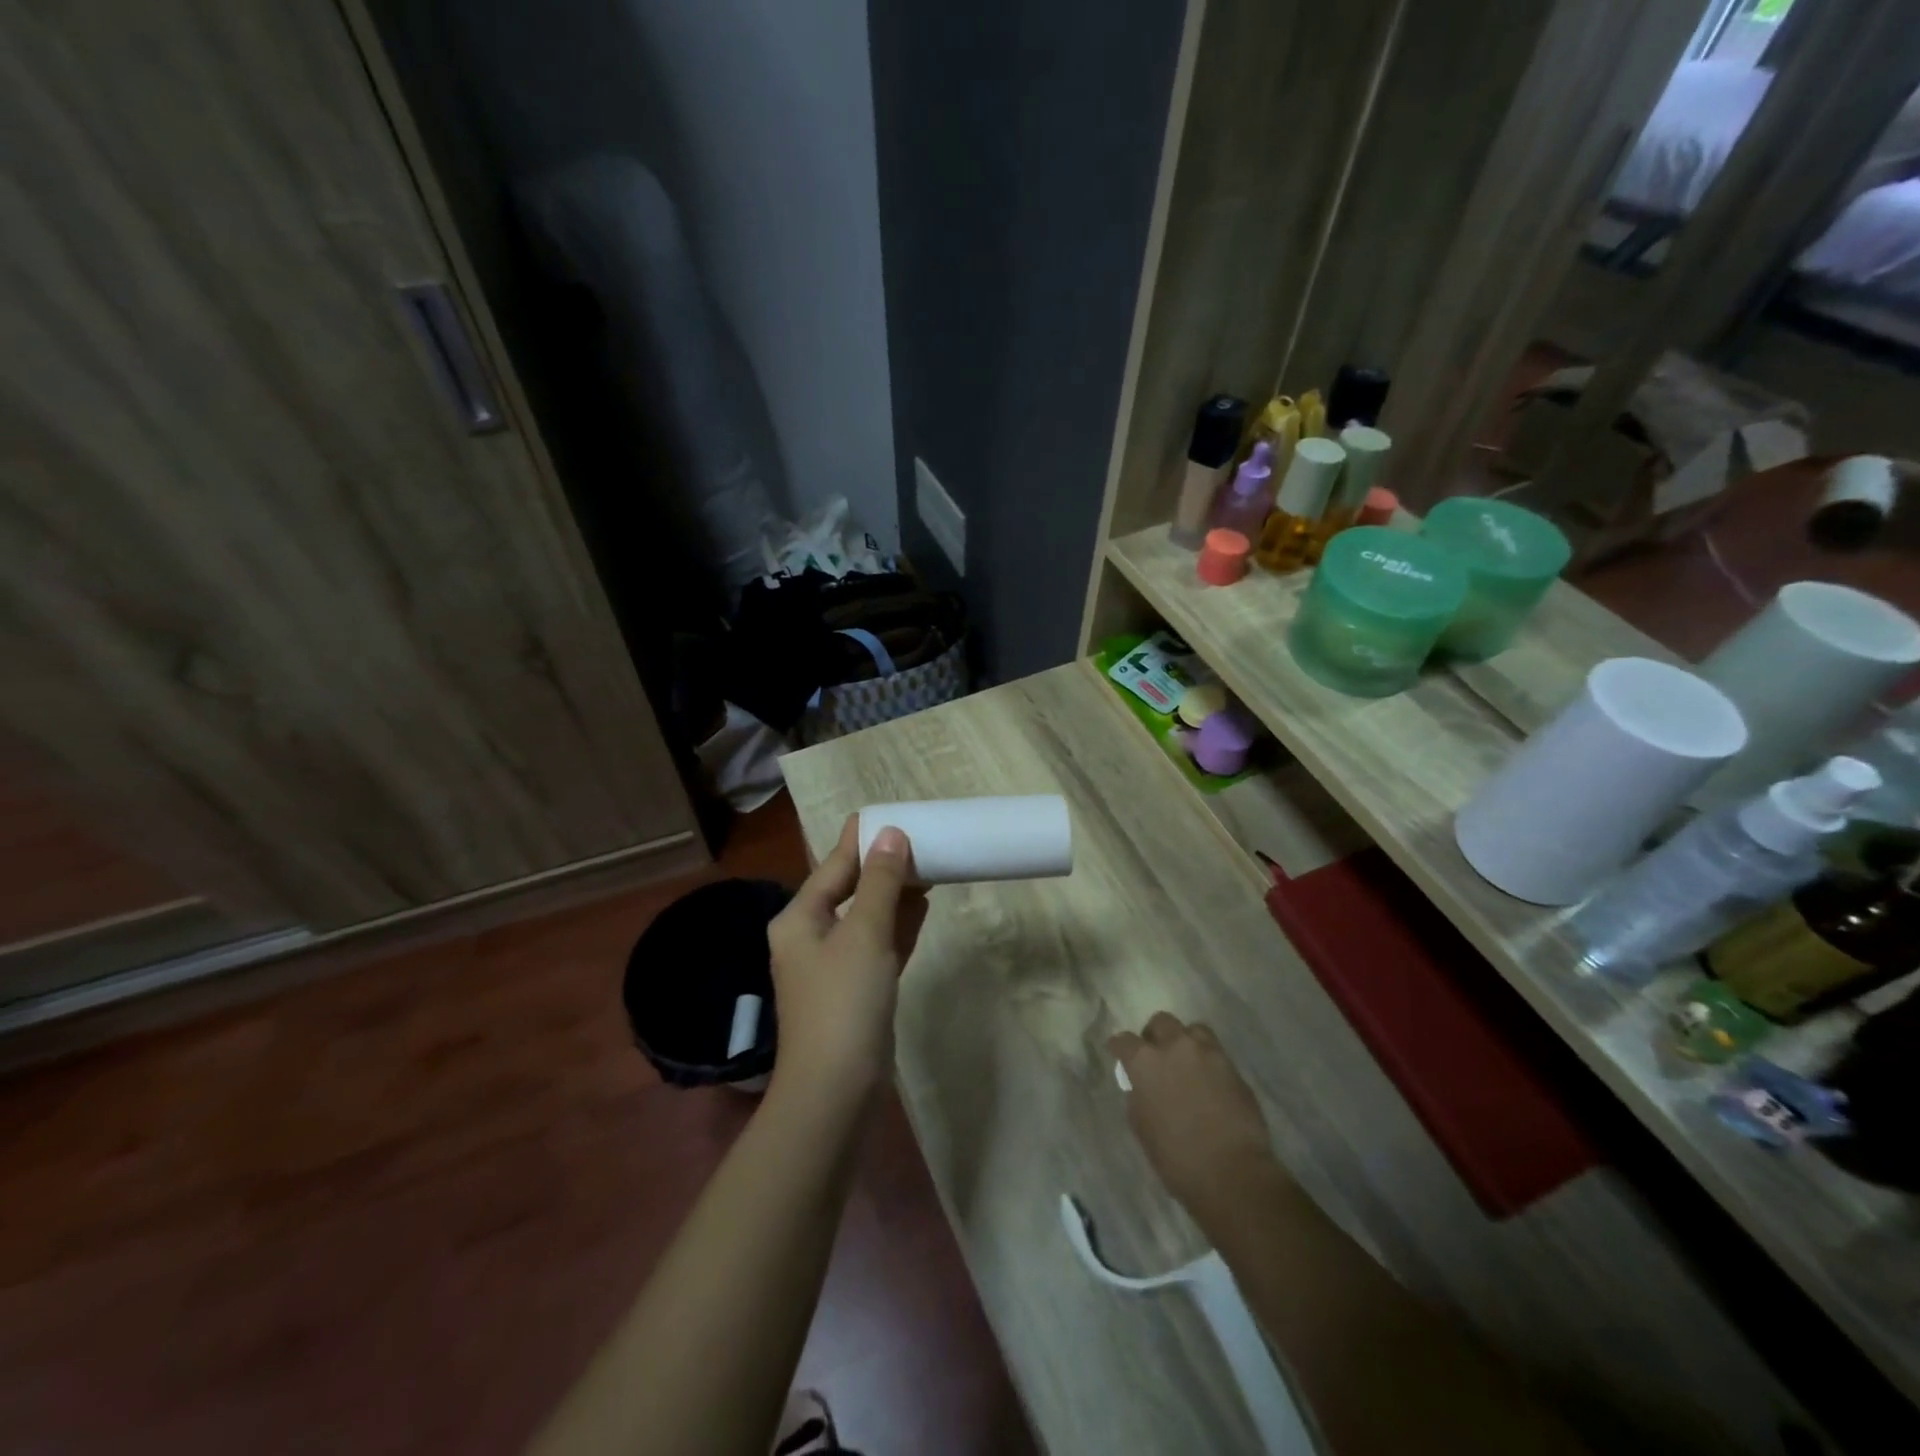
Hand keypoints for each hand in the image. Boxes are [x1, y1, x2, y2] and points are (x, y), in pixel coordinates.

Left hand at [768, 816, 928, 1103]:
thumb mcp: (864, 934)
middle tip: (920, 838)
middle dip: (884, 866)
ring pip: (868, 917)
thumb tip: (891, 833)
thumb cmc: (843, 1003)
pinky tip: (922, 907)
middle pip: (850, 889)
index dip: (861, 839)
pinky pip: (879, 945)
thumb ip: (880, 883)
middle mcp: (811, 937)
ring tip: (928, 864)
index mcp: (800, 919)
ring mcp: (834, 967)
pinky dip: (898, 926)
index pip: (833, 865)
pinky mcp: (857, 991)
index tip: (890, 813)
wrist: (835, 1092)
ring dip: (895, 893)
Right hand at [1110, 1012, 1282, 1219]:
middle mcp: (1175, 1047)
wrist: (1233, 1173)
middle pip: (1161, 1022)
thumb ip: (1138, 1096)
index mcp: (1145, 1062)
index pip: (1124, 1041)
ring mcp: (1208, 1054)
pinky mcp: (1234, 1068)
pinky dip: (1208, 1061)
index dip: (1119, 1047)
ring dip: (1186, 1041)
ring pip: (1193, 1030)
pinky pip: (1216, 1053)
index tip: (1119, 1054)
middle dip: (1155, 1035)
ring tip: (1187, 1063)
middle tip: (1157, 1055)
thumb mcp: (1142, 1127)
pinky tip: (1209, 1082)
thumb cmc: (1177, 1158)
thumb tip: (1142, 1086)